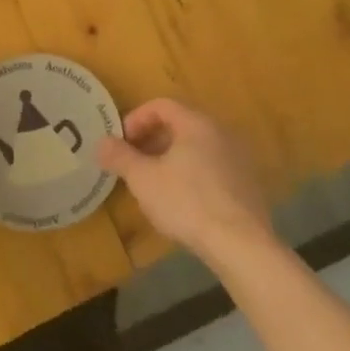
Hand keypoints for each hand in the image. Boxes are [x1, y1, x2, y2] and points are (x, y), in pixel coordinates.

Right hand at [97, 99, 274, 268]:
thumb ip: (120, 157)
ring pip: (197, 148)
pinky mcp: (248, 184)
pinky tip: (181, 201)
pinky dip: (191, 173)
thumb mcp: (142, 179)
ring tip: (153, 183)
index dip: (135, 119)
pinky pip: (212, 167)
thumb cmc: (186, 202)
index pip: (161, 105)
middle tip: (132, 162)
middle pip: (180, 125)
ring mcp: (239, 158)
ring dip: (170, 158)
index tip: (121, 143)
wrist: (241, 245)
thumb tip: (101, 142)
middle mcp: (222, 133)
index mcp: (196, 123)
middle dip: (151, 140)